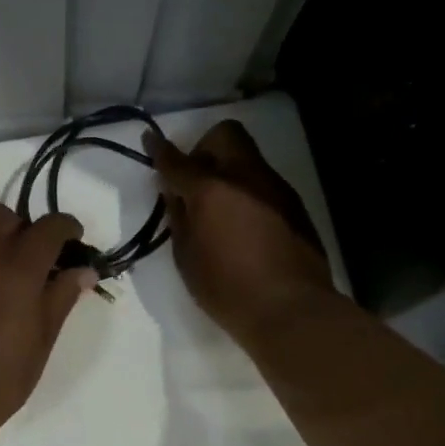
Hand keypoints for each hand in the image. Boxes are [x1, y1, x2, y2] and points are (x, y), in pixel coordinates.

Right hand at [147, 120, 334, 347]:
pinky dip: (247, 190)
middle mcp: (245, 177)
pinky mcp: (294, 204)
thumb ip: (179, 219)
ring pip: (247, 157)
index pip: (177, 161)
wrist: (291, 310)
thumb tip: (176, 194)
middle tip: (195, 180)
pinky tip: (244, 223)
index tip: (150, 139)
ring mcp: (274, 187)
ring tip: (220, 206)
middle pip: (224, 135)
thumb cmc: (227, 289)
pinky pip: (264, 182)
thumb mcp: (186, 257)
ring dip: (228, 169)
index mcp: (210, 190)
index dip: (159, 149)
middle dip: (204, 148)